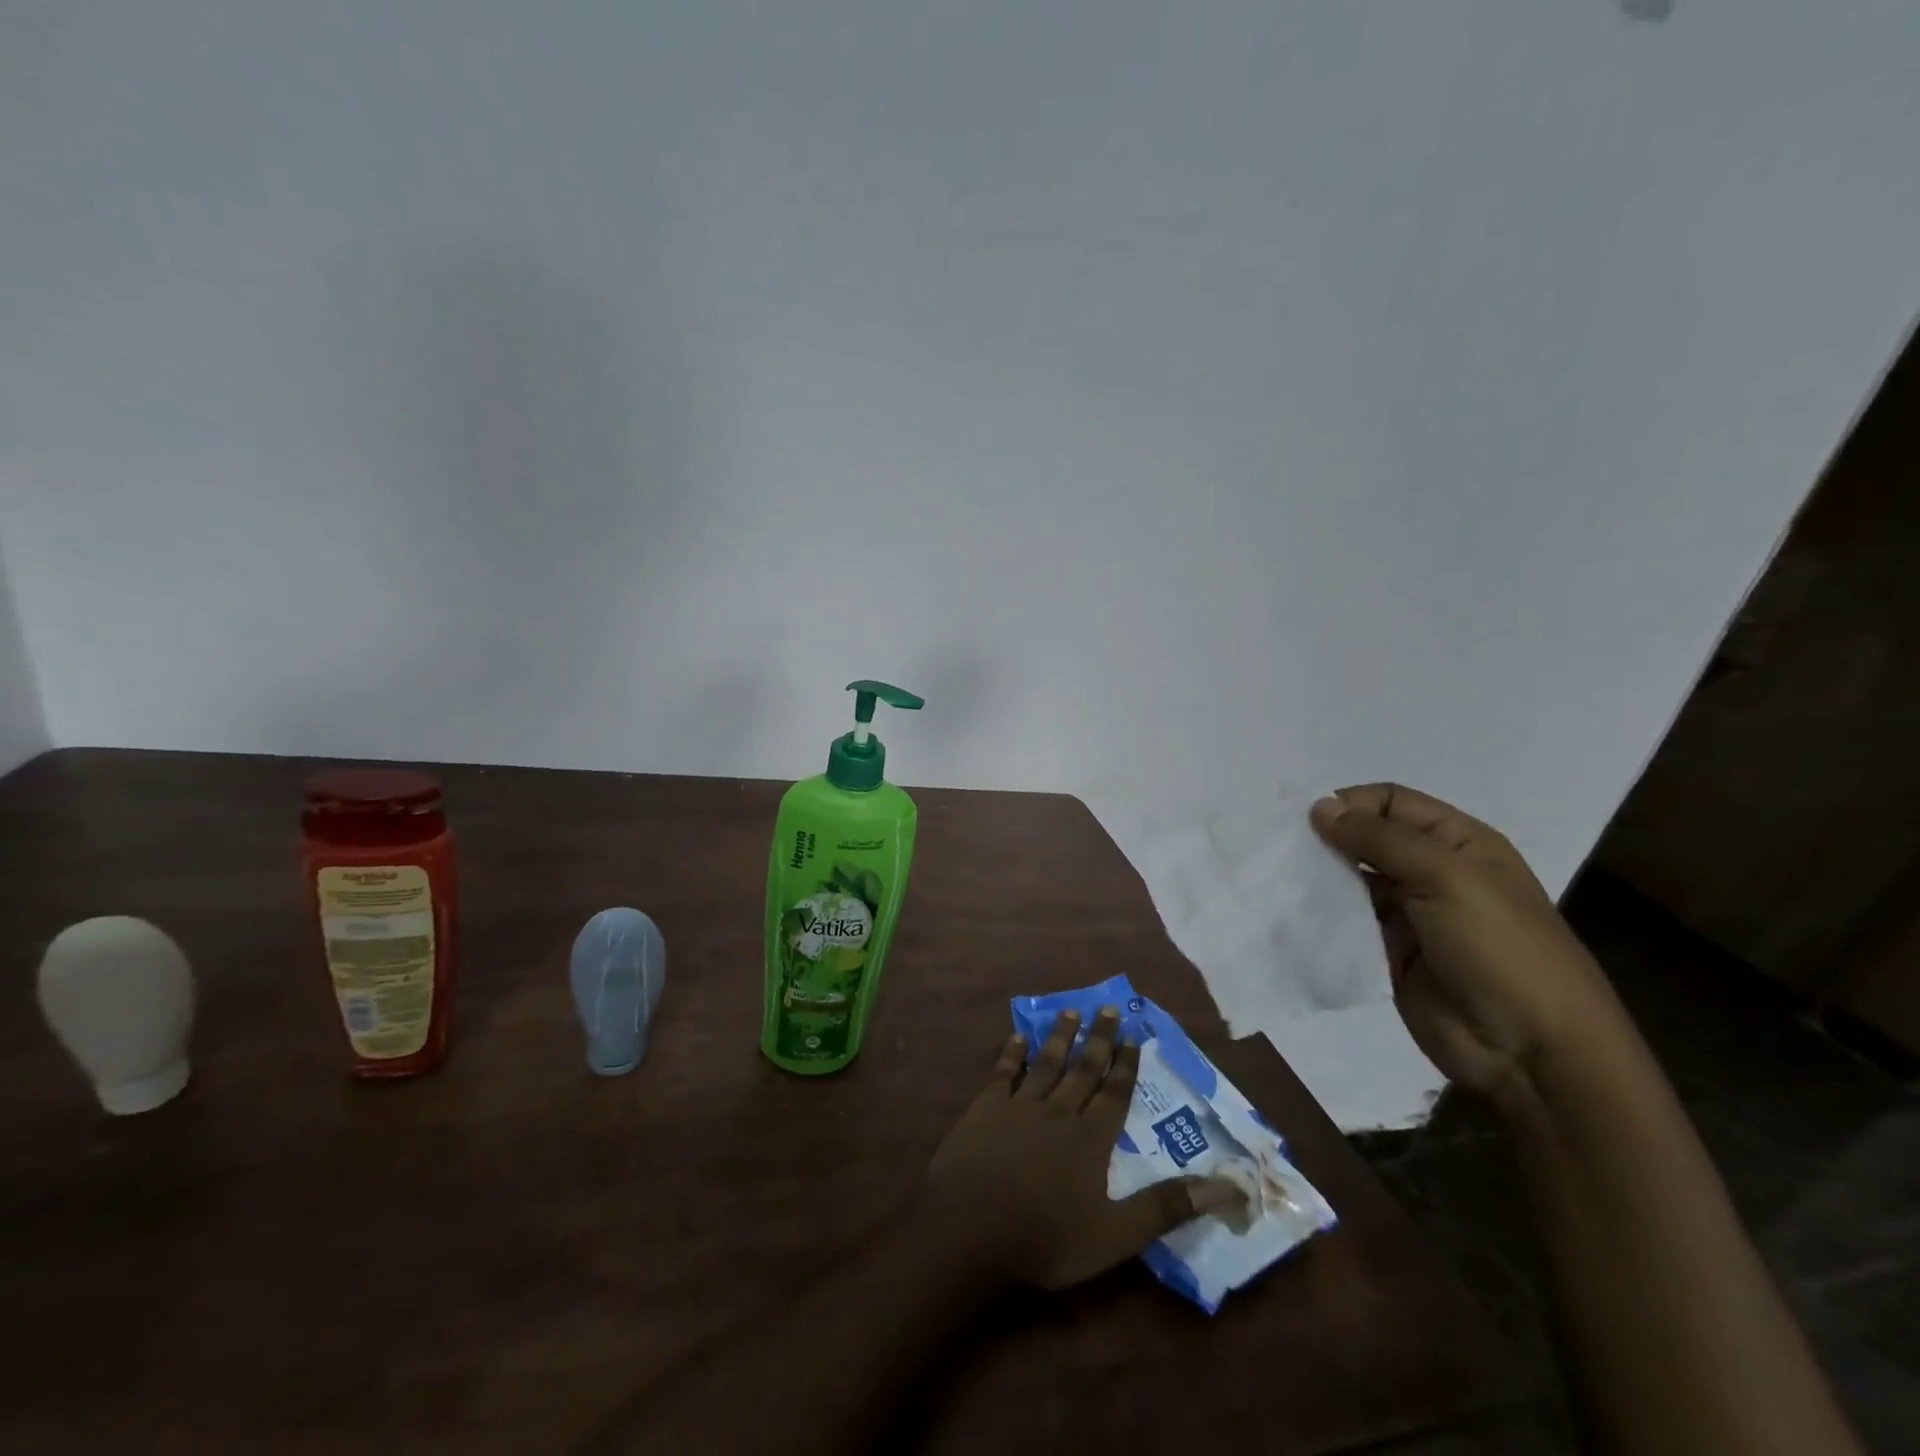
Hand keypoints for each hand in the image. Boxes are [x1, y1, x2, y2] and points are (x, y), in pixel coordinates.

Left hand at [923, 1007, 1240, 1289]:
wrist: (970, 1229)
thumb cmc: (1046, 1237)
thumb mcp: (1116, 1234)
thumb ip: (1167, 1207)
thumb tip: (1227, 1186)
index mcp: (1090, 1138)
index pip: (1115, 1093)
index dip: (1126, 1064)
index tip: (1134, 1035)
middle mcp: (1058, 1111)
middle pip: (1083, 1068)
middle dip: (1098, 1038)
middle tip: (1108, 1007)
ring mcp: (1019, 1106)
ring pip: (1046, 1062)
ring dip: (1059, 1036)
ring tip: (1070, 1010)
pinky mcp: (985, 1108)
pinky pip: (1002, 1072)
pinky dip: (1011, 1053)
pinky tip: (1016, 1036)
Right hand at [1309, 784, 1624, 1102]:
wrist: (1530, 1052)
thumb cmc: (1499, 949)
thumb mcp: (1446, 877)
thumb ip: (1380, 839)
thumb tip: (1320, 808)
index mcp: (1459, 842)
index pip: (1391, 801)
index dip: (1351, 803)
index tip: (1309, 822)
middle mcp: (1432, 871)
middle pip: (1368, 838)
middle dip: (1329, 839)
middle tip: (1286, 850)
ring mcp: (1410, 913)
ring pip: (1352, 879)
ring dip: (1321, 877)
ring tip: (1285, 881)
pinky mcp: (1388, 951)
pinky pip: (1348, 921)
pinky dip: (1323, 914)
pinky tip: (1295, 913)